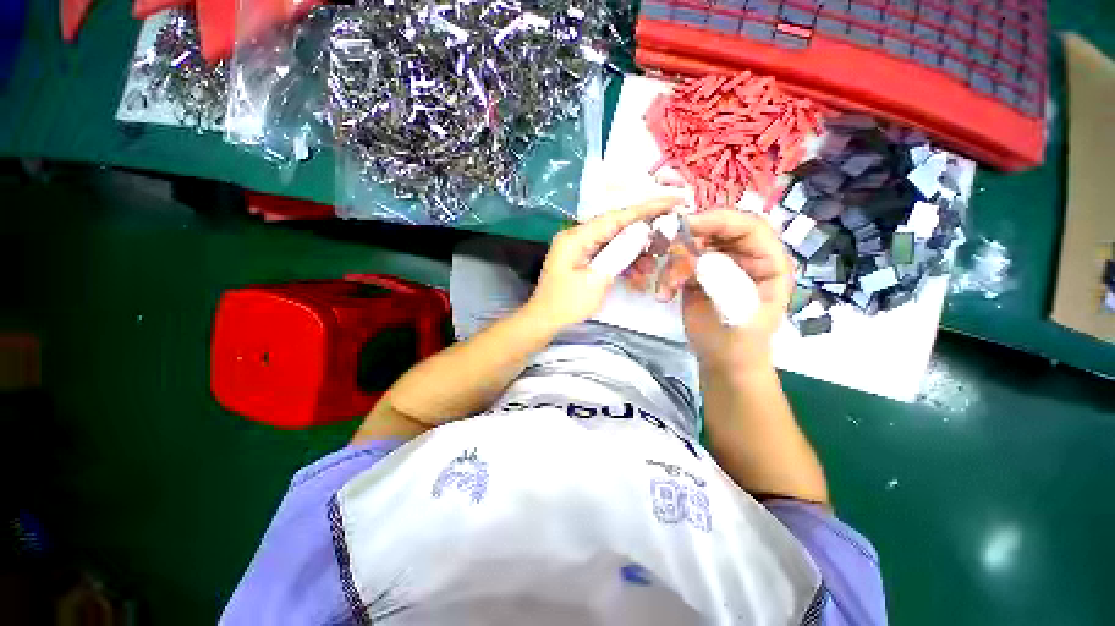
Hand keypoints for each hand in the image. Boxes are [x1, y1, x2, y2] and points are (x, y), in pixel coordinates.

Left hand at [524, 197, 681, 330]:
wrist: (544, 321)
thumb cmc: (567, 304)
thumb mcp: (596, 280)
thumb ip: (619, 254)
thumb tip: (642, 231)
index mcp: (577, 237)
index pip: (616, 217)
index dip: (646, 209)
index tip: (673, 201)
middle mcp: (578, 236)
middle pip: (617, 227)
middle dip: (643, 234)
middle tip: (666, 241)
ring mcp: (581, 248)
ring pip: (615, 242)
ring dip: (635, 254)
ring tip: (650, 268)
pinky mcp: (584, 259)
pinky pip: (608, 254)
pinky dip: (624, 263)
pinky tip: (637, 275)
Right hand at [657, 210, 792, 371]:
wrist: (722, 360)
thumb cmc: (740, 343)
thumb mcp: (739, 318)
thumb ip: (725, 287)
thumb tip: (701, 260)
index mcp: (768, 262)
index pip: (750, 227)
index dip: (720, 220)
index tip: (688, 225)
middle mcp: (745, 256)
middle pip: (717, 230)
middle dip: (690, 238)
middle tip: (666, 246)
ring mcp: (720, 263)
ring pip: (692, 245)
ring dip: (674, 264)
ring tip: (667, 289)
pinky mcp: (698, 273)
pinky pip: (679, 263)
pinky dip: (667, 276)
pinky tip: (664, 295)